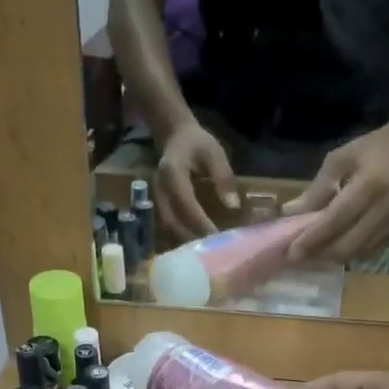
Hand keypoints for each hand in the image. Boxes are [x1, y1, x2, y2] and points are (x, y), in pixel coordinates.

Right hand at [155, 121, 238, 241]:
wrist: (174, 135)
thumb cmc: (197, 143)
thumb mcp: (215, 152)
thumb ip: (223, 177)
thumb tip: (233, 206)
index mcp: (172, 172)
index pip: (185, 203)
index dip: (199, 222)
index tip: (215, 237)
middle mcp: (159, 187)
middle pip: (171, 220)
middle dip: (191, 237)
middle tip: (211, 251)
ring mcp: (154, 197)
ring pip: (166, 226)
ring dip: (184, 240)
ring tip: (203, 252)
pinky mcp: (156, 204)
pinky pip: (166, 225)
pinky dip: (179, 236)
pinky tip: (194, 244)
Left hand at [282, 122, 388, 261]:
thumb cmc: (371, 150)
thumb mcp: (339, 160)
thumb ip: (316, 189)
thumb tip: (290, 213)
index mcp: (367, 186)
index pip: (334, 221)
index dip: (311, 240)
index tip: (290, 253)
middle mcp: (382, 210)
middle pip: (345, 246)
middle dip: (318, 255)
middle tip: (297, 256)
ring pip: (354, 254)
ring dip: (330, 257)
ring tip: (311, 251)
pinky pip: (365, 252)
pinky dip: (347, 252)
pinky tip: (333, 245)